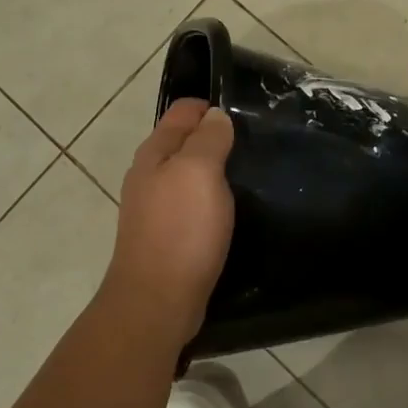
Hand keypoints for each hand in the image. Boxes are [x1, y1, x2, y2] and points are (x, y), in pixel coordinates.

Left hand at [99, 99, 235, 347]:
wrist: (158, 301)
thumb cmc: (181, 230)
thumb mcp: (199, 172)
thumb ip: (208, 139)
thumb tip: (216, 114)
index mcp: (155, 153)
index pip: (183, 111)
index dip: (212, 106)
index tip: (248, 112)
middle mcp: (150, 175)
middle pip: (185, 141)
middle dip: (215, 136)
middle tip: (256, 141)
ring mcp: (156, 207)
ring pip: (189, 174)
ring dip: (215, 168)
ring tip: (251, 171)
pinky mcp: (168, 235)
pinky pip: (192, 203)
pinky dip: (212, 198)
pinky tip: (233, 207)